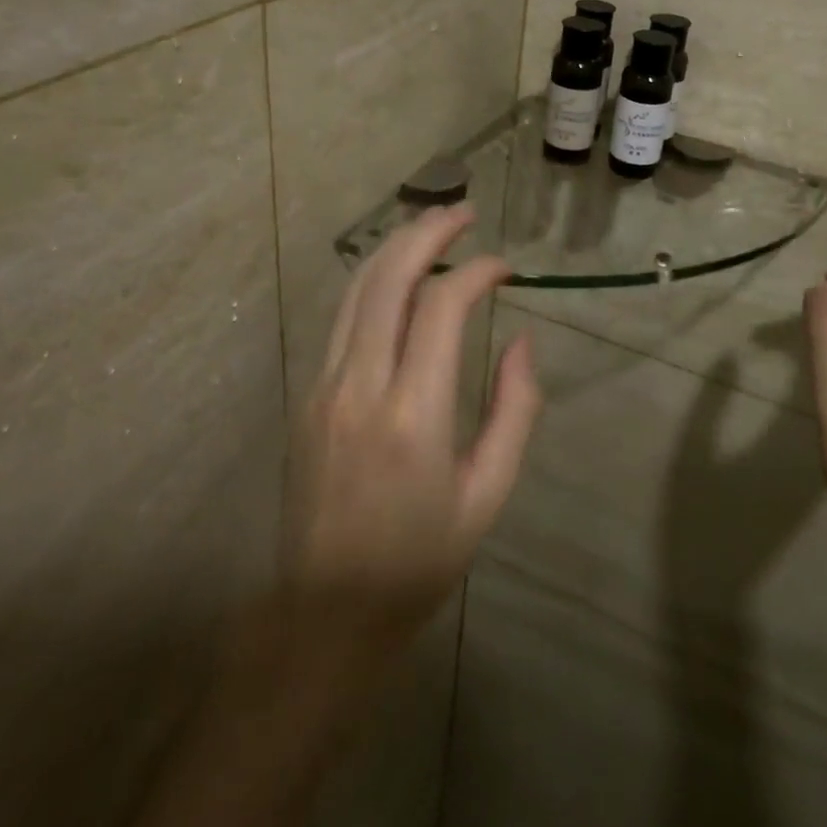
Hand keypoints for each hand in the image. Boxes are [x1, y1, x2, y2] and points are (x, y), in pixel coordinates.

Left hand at [285, 204, 540, 645]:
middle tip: (464, 212)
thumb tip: (519, 339)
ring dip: (396, 248)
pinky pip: (342, 319)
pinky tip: (399, 277)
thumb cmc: (418, 560)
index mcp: (412, 414)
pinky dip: (373, 282)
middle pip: (388, 278)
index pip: (441, 306)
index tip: (505, 267)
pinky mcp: (307, 394)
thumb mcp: (487, 495)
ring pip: (356, 290)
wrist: (324, 613)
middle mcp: (360, 385)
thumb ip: (514, 410)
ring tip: (432, 226)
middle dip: (428, 232)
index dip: (476, 271)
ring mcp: (323, 386)